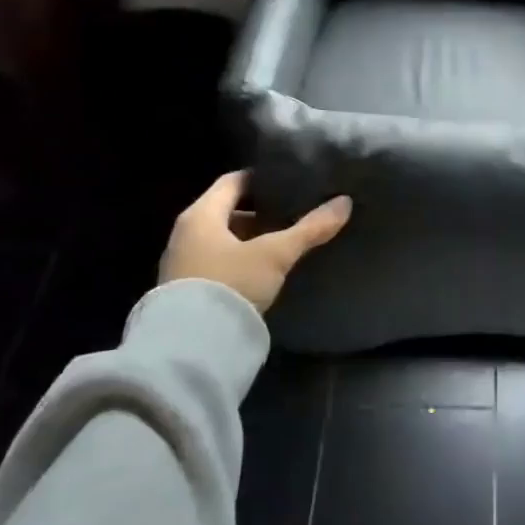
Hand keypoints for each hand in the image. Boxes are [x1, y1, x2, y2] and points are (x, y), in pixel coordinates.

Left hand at [159, 171, 351, 312]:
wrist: (190, 346)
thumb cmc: (230, 284)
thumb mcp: (275, 255)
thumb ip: (309, 229)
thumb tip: (344, 202)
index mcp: (200, 214)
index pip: (232, 181)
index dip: (260, 178)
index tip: (288, 182)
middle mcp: (184, 234)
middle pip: (225, 211)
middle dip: (258, 212)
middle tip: (291, 214)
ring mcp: (180, 264)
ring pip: (220, 239)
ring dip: (248, 239)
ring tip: (281, 244)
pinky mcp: (183, 291)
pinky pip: (214, 263)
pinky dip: (237, 261)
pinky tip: (260, 273)